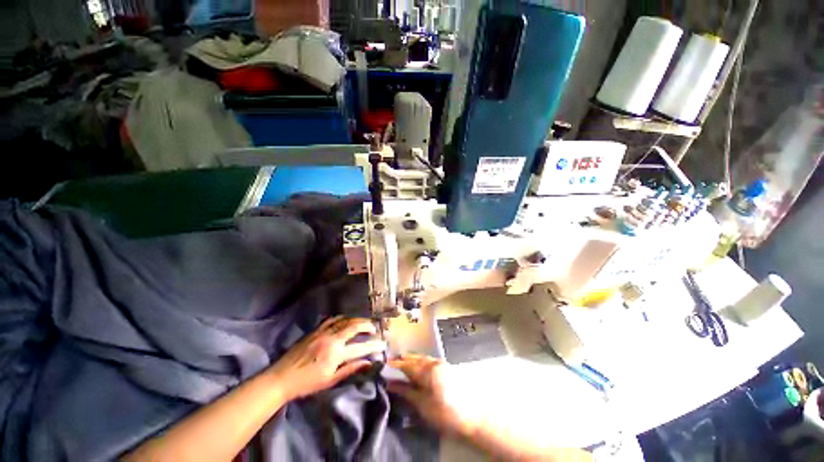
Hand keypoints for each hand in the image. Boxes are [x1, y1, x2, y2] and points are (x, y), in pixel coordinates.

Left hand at [266, 316, 385, 400]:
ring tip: (364, 322)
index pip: (361, 347)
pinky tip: (346, 320)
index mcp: (336, 354)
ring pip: (345, 320)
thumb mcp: (330, 380)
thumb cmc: (307, 383)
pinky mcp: (316, 330)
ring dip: (357, 320)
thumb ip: (350, 369)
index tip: (383, 344)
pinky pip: (333, 319)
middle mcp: (332, 338)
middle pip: (354, 326)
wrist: (281, 378)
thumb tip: (368, 362)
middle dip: (367, 325)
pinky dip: (343, 318)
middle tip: (374, 328)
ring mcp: (323, 332)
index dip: (374, 345)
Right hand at [387, 355, 477, 437]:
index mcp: (428, 370)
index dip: (395, 364)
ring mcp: (442, 364)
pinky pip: (430, 361)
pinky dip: (421, 363)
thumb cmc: (445, 413)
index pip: (407, 364)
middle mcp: (435, 362)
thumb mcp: (423, 405)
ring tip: (402, 363)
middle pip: (415, 359)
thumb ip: (406, 391)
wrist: (474, 417)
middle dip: (403, 360)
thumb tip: (390, 383)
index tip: (384, 364)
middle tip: (392, 362)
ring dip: (413, 360)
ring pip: (423, 359)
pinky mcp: (447, 369)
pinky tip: (419, 368)